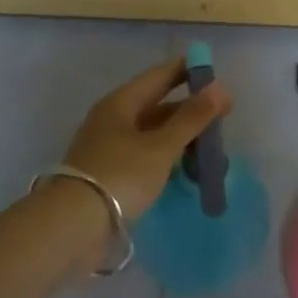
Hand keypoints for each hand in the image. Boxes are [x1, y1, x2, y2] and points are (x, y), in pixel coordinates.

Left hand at [63, 56, 231, 220]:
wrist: (73, 226)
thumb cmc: (120, 176)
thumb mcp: (161, 146)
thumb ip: (192, 118)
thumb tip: (220, 88)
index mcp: (121, 103)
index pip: (160, 76)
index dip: (187, 70)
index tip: (215, 71)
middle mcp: (113, 119)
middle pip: (158, 106)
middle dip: (190, 110)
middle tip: (223, 116)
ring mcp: (110, 148)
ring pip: (154, 133)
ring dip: (182, 138)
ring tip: (211, 150)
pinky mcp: (111, 174)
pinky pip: (147, 156)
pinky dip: (169, 158)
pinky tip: (187, 170)